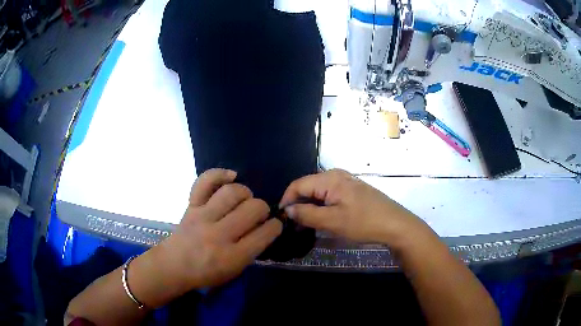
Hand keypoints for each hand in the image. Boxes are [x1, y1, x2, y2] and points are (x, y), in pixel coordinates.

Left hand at [159, 168, 282, 289]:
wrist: (173, 266)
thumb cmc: (206, 274)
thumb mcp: (234, 271)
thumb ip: (251, 250)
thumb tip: (264, 227)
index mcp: (233, 256)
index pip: (265, 233)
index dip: (275, 226)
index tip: (274, 225)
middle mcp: (219, 235)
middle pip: (253, 209)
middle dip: (263, 209)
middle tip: (258, 214)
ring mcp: (203, 217)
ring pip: (233, 193)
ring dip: (246, 193)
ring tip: (245, 199)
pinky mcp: (191, 206)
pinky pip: (205, 182)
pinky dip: (219, 174)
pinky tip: (231, 176)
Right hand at [279, 169, 429, 246]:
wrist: (395, 224)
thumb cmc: (363, 222)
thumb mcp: (332, 222)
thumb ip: (307, 215)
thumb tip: (288, 210)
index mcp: (330, 179)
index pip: (298, 184)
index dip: (287, 200)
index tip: (281, 218)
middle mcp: (336, 175)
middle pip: (308, 186)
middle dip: (298, 204)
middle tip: (293, 224)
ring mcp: (346, 181)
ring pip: (318, 192)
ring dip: (309, 206)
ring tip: (305, 224)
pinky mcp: (352, 190)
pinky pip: (329, 195)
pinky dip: (321, 206)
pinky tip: (322, 218)